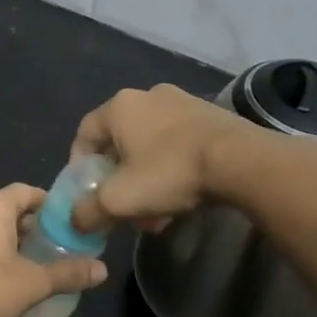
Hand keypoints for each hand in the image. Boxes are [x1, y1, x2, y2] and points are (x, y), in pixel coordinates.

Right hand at [70, 84, 258, 230]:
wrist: (243, 162)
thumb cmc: (170, 172)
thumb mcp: (119, 200)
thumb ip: (87, 211)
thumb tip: (74, 221)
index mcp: (120, 107)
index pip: (84, 133)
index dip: (78, 165)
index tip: (86, 191)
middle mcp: (148, 96)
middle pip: (120, 142)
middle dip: (118, 179)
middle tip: (124, 206)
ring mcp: (184, 102)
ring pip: (150, 146)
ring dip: (146, 179)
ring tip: (156, 212)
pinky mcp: (212, 116)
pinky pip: (178, 144)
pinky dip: (172, 170)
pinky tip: (183, 198)